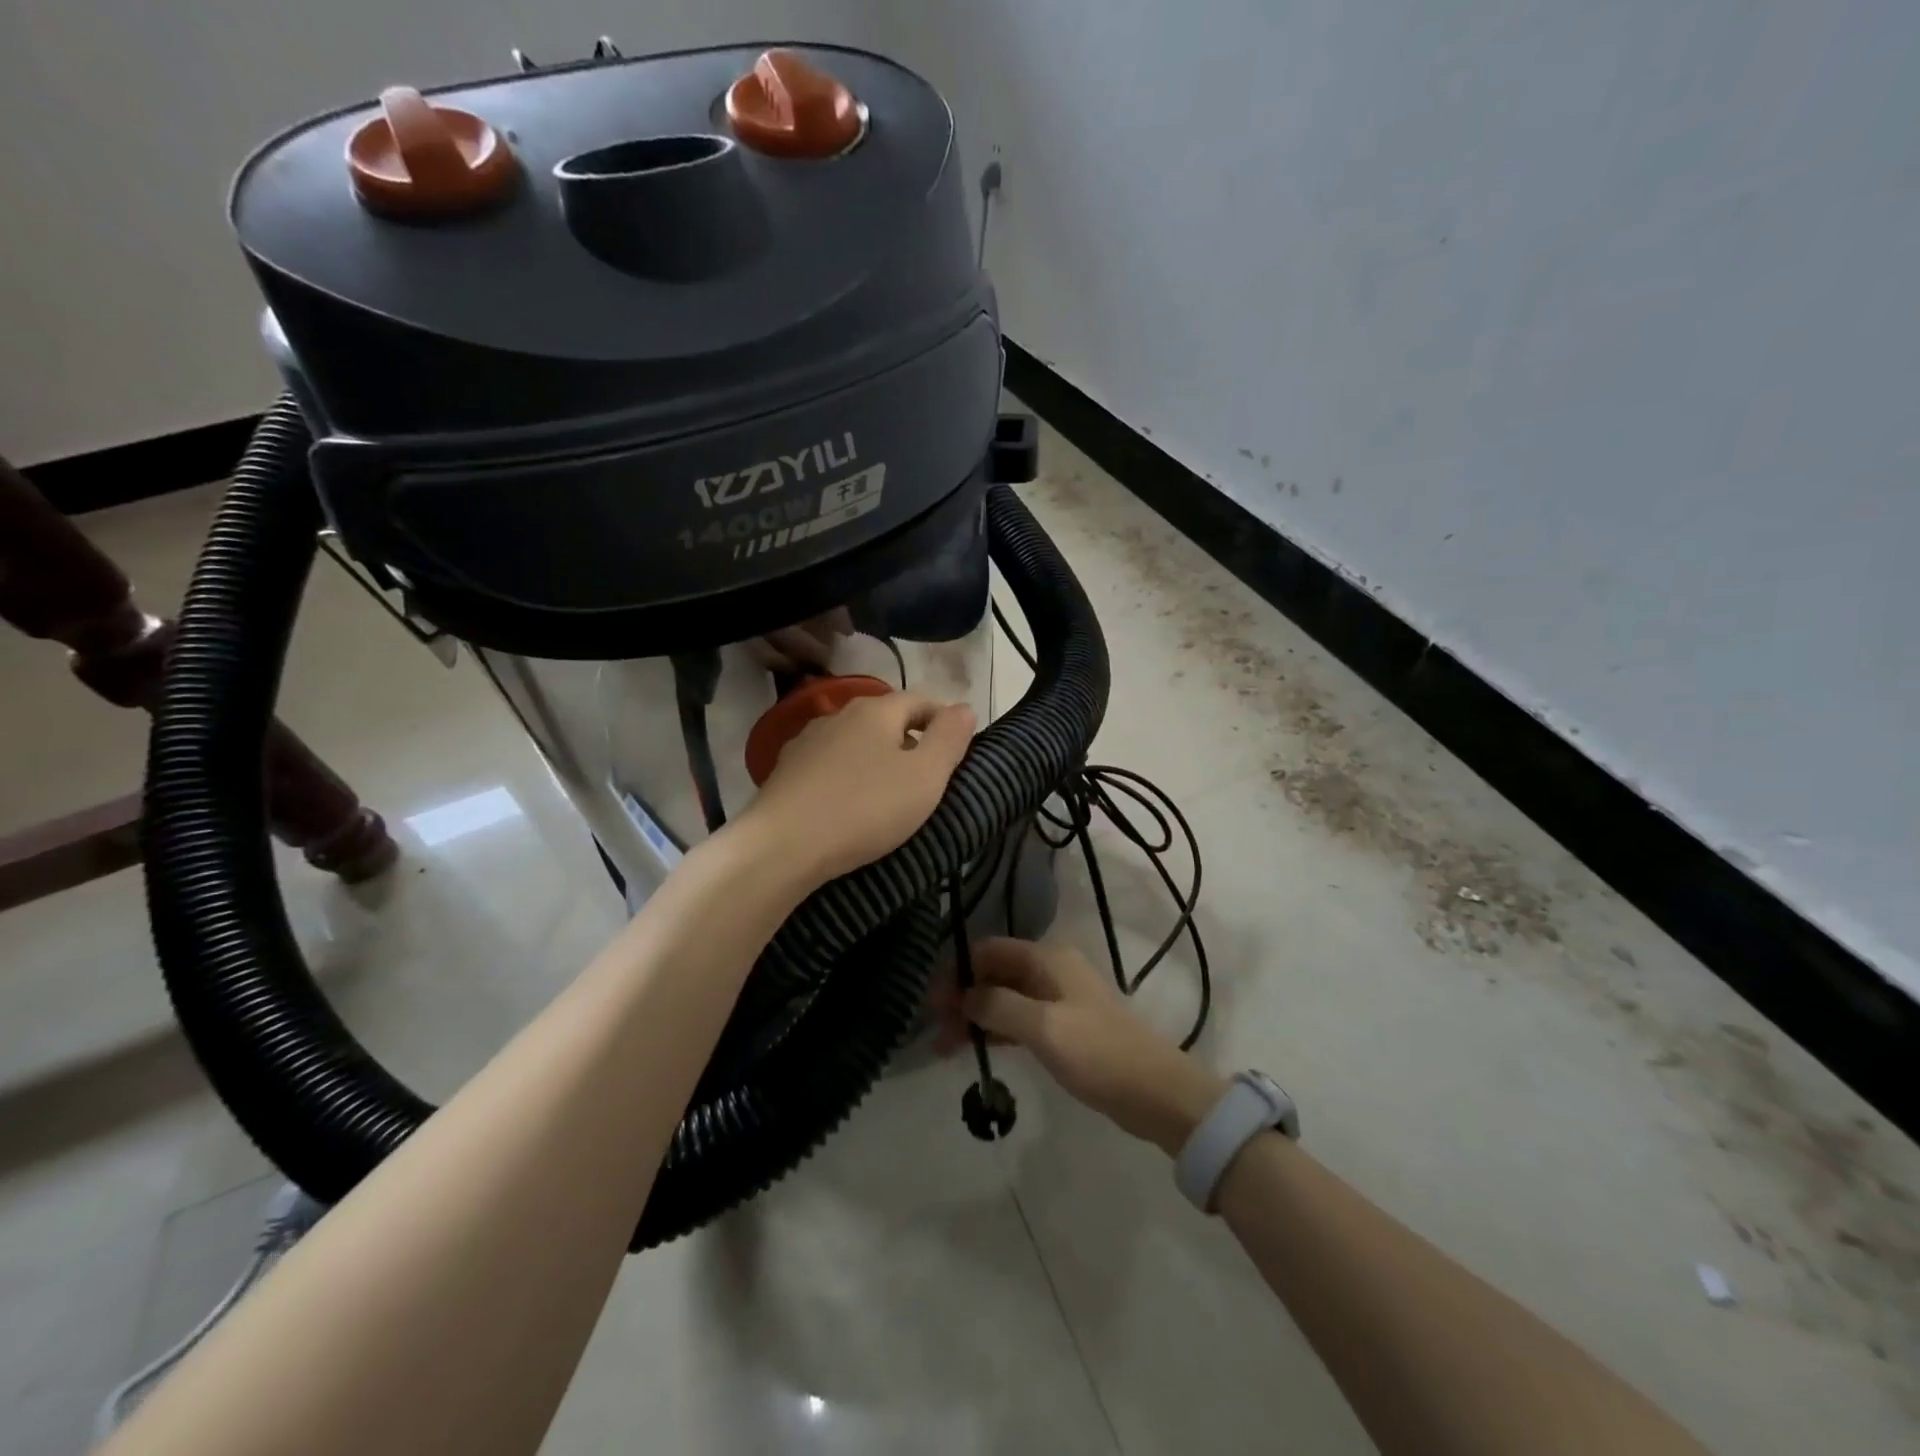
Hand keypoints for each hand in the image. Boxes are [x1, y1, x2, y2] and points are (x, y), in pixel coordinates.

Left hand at [742, 690, 974, 882]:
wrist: (782, 846)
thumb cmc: (865, 808)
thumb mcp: (925, 777)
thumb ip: (949, 739)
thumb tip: (964, 708)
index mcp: (876, 710)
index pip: (920, 700)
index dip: (943, 719)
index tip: (958, 749)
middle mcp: (839, 715)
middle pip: (885, 719)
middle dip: (910, 739)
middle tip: (929, 775)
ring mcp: (807, 742)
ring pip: (855, 742)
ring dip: (876, 759)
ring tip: (889, 793)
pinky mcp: (786, 771)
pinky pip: (830, 766)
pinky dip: (847, 777)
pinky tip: (849, 804)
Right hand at [944, 939, 1225, 1153]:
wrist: (1155, 1092)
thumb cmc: (1098, 1053)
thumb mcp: (1044, 1027)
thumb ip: (999, 1006)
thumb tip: (964, 995)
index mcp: (1048, 958)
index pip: (989, 950)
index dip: (958, 971)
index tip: (932, 1002)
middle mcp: (1051, 970)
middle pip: (995, 973)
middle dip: (964, 996)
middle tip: (937, 1031)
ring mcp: (1058, 999)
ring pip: (1005, 998)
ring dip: (977, 1016)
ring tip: (946, 1046)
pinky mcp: (1063, 1027)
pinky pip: (1019, 1019)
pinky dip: (997, 1030)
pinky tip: (977, 1048)